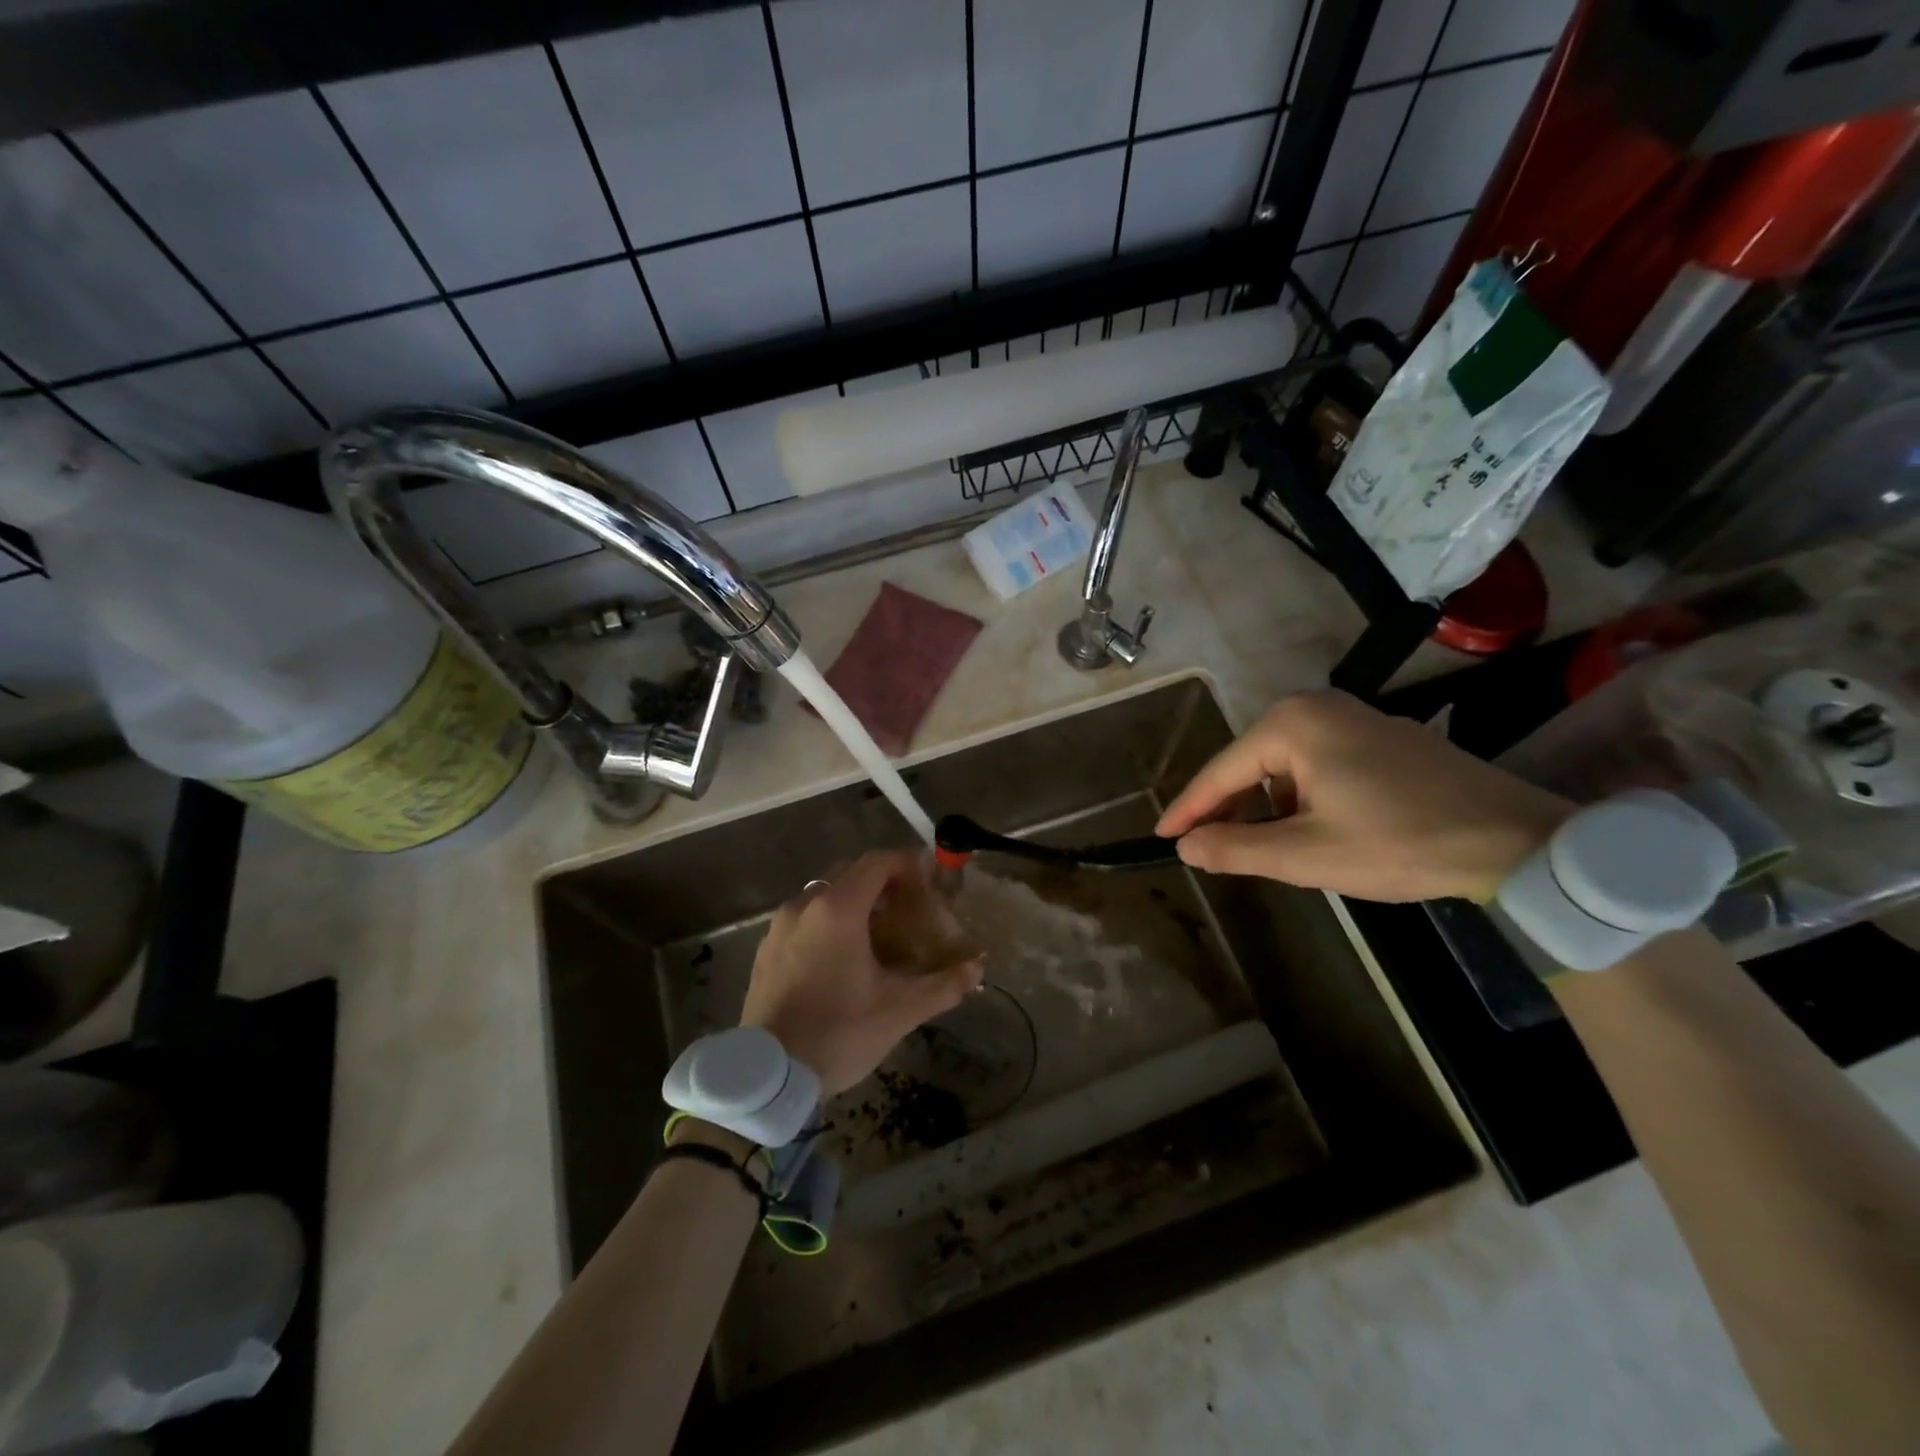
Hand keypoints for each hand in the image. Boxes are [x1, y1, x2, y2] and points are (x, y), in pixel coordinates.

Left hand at [740, 851, 983, 1096]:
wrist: (766, 1076)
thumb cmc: (838, 1033)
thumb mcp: (898, 1011)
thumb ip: (942, 985)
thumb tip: (977, 969)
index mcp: (838, 909)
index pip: (877, 862)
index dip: (907, 863)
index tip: (929, 879)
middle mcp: (805, 906)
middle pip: (850, 874)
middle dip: (883, 883)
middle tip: (909, 907)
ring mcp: (779, 927)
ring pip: (824, 896)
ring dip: (854, 903)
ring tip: (878, 934)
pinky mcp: (766, 949)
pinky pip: (804, 919)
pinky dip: (828, 923)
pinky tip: (842, 957)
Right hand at [1156, 690, 1571, 902]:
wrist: (1517, 842)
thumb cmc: (1400, 843)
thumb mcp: (1306, 855)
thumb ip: (1236, 848)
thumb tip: (1186, 846)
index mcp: (1291, 724)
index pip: (1221, 771)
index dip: (1189, 809)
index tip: (1162, 836)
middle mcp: (1317, 706)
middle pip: (1250, 763)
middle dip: (1229, 807)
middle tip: (1208, 847)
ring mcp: (1354, 717)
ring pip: (1284, 765)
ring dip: (1266, 805)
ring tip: (1261, 846)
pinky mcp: (1383, 736)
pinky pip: (1317, 762)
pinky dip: (1300, 795)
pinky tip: (1310, 827)